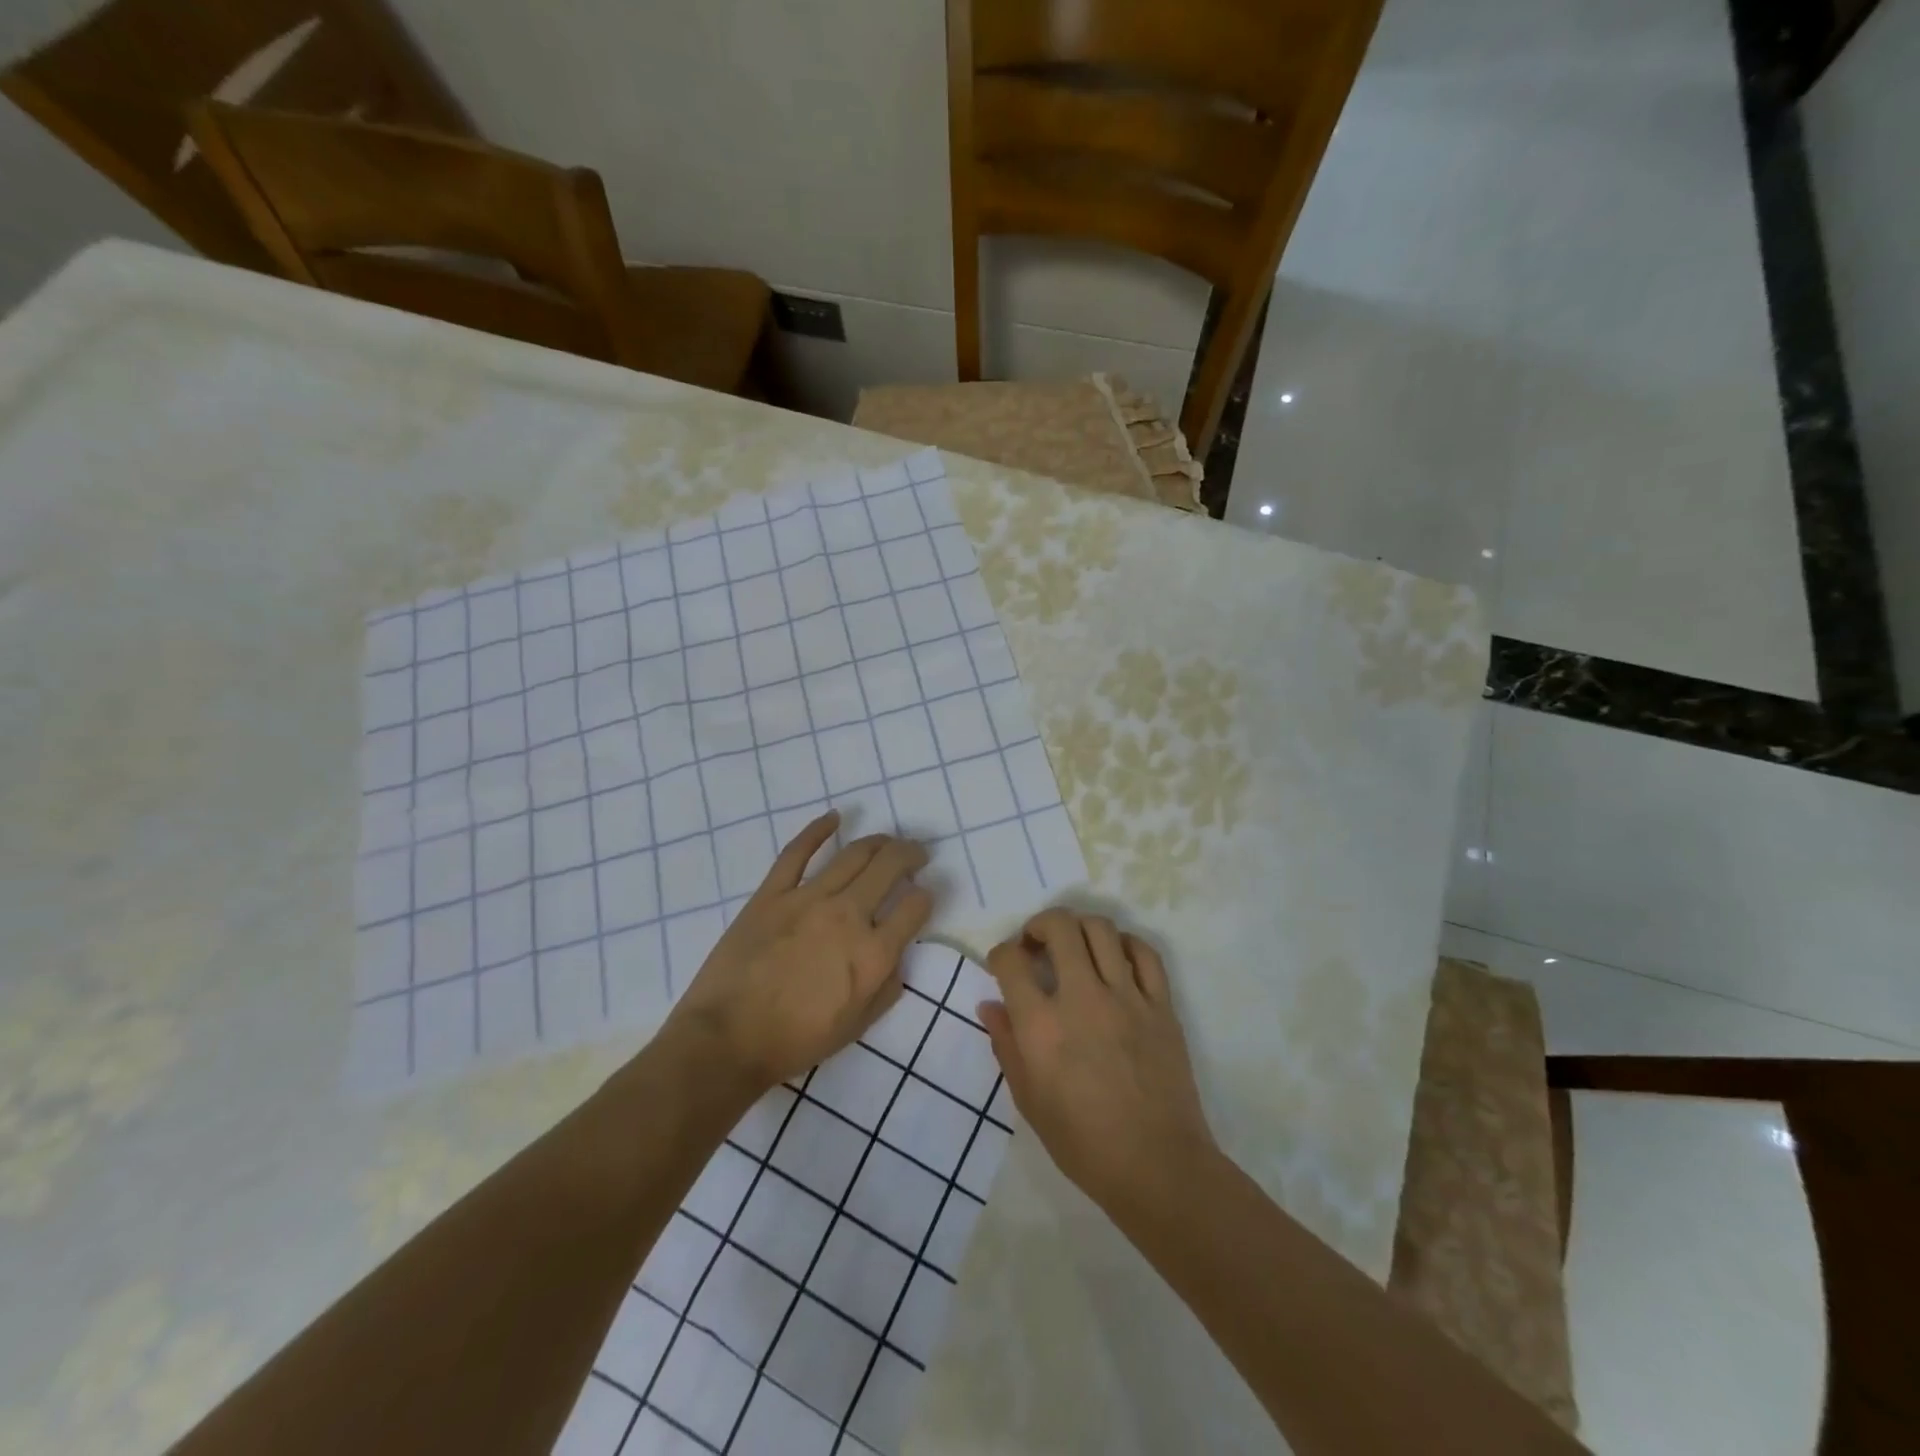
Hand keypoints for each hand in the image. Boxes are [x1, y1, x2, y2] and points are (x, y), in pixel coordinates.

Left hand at [665, 811, 932, 1091]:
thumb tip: (896, 955)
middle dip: (911, 854)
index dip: (926, 897)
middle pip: (890, 867)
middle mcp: (848, 916)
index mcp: (873, 954)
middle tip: (917, 853)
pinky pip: (797, 852)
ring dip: (878, 842)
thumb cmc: (796, 1041)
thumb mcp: (858, 1026)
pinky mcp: (772, 893)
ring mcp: (808, 899)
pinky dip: (818, 830)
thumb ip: (887, 987)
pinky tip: (835, 817)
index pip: (916, 906)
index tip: (922, 896)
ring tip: (887, 841)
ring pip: (853, 854)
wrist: (728, 1040)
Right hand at [980, 908, 1216, 1216]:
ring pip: (1101, 929)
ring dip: (1079, 928)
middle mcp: (1082, 998)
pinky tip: (1115, 958)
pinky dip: (1125, 944)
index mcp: (1042, 1026)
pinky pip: (1144, 953)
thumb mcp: (1029, 1100)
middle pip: (1059, 926)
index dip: (1000, 954)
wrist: (1157, 1166)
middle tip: (1036, 944)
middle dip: (1039, 925)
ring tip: (1074, 946)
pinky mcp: (1161, 1005)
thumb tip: (990, 1005)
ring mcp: (1126, 997)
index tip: (1003, 966)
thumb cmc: (1083, 1143)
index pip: (1011, 961)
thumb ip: (1006, 1045)